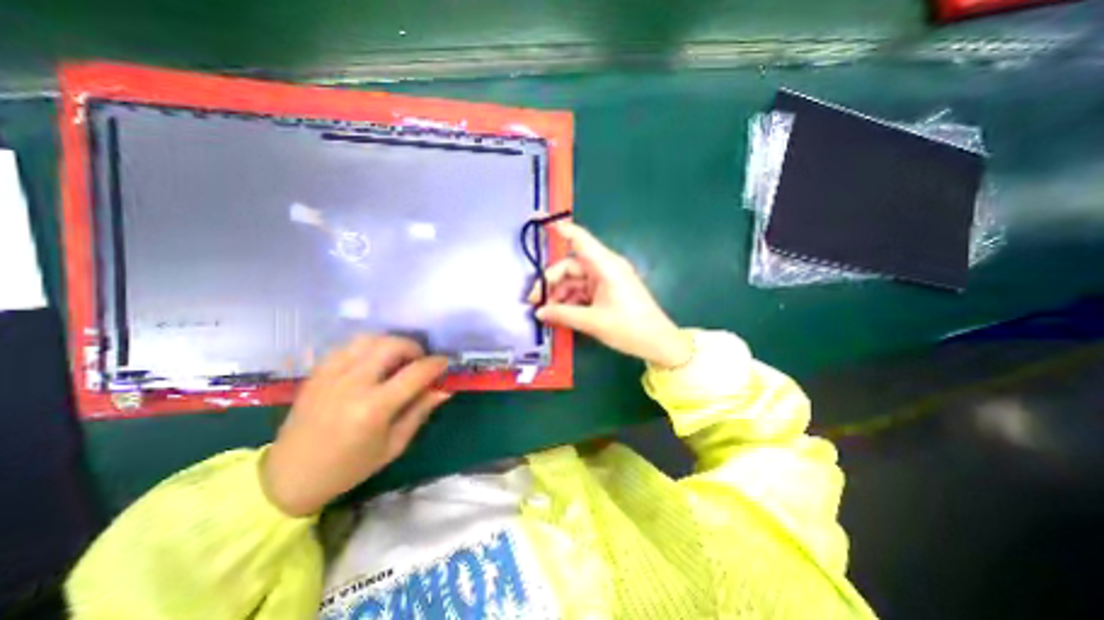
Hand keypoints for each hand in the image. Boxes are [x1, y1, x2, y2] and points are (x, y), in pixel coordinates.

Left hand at [263, 335, 448, 514]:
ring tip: (397, 359)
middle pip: (392, 345)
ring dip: (391, 343)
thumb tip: (444, 389)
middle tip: (420, 361)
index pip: (415, 373)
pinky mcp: (317, 373)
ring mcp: (331, 375)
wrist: (289, 477)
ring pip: (369, 339)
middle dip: (414, 348)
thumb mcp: (394, 445)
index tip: (445, 363)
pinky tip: (373, 361)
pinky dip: (368, 347)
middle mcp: (352, 384)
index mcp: (373, 408)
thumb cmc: (349, 467)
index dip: (436, 364)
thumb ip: (420, 411)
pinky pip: (348, 346)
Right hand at [527, 224, 687, 367]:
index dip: (562, 231)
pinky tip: (562, 313)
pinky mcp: (608, 291)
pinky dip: (572, 299)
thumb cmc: (629, 328)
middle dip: (552, 281)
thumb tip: (539, 312)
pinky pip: (584, 290)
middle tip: (536, 300)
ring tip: (549, 312)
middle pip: (571, 265)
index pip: (580, 240)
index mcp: (606, 266)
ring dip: (560, 293)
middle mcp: (605, 267)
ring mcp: (607, 279)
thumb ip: (562, 315)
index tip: (542, 224)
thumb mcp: (592, 322)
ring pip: (575, 279)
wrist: (658, 343)